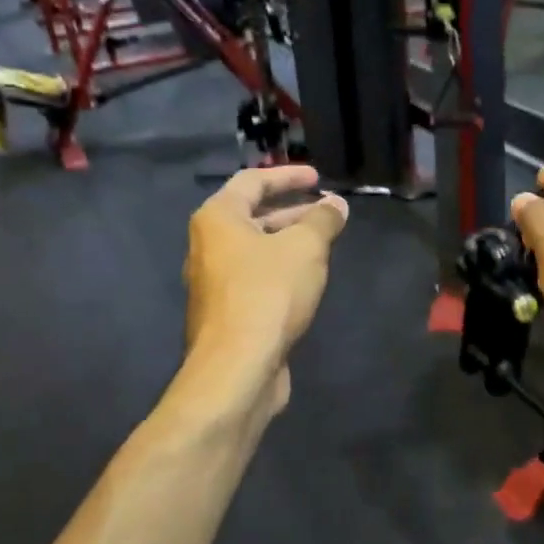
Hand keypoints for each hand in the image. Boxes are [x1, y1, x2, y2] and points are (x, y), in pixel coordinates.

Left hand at [184, 165, 348, 410]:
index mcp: (218, 218)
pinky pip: (255, 277)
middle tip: (326, 211)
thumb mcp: (306, 248)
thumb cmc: (269, 294)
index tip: (318, 178)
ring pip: (255, 249)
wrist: (237, 368)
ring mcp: (214, 282)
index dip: (288, 176)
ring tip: (324, 243)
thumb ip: (323, 220)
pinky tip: (307, 280)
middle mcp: (207, 245)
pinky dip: (281, 269)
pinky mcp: (226, 312)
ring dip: (288, 241)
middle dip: (291, 210)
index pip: (252, 182)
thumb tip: (335, 205)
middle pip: (252, 216)